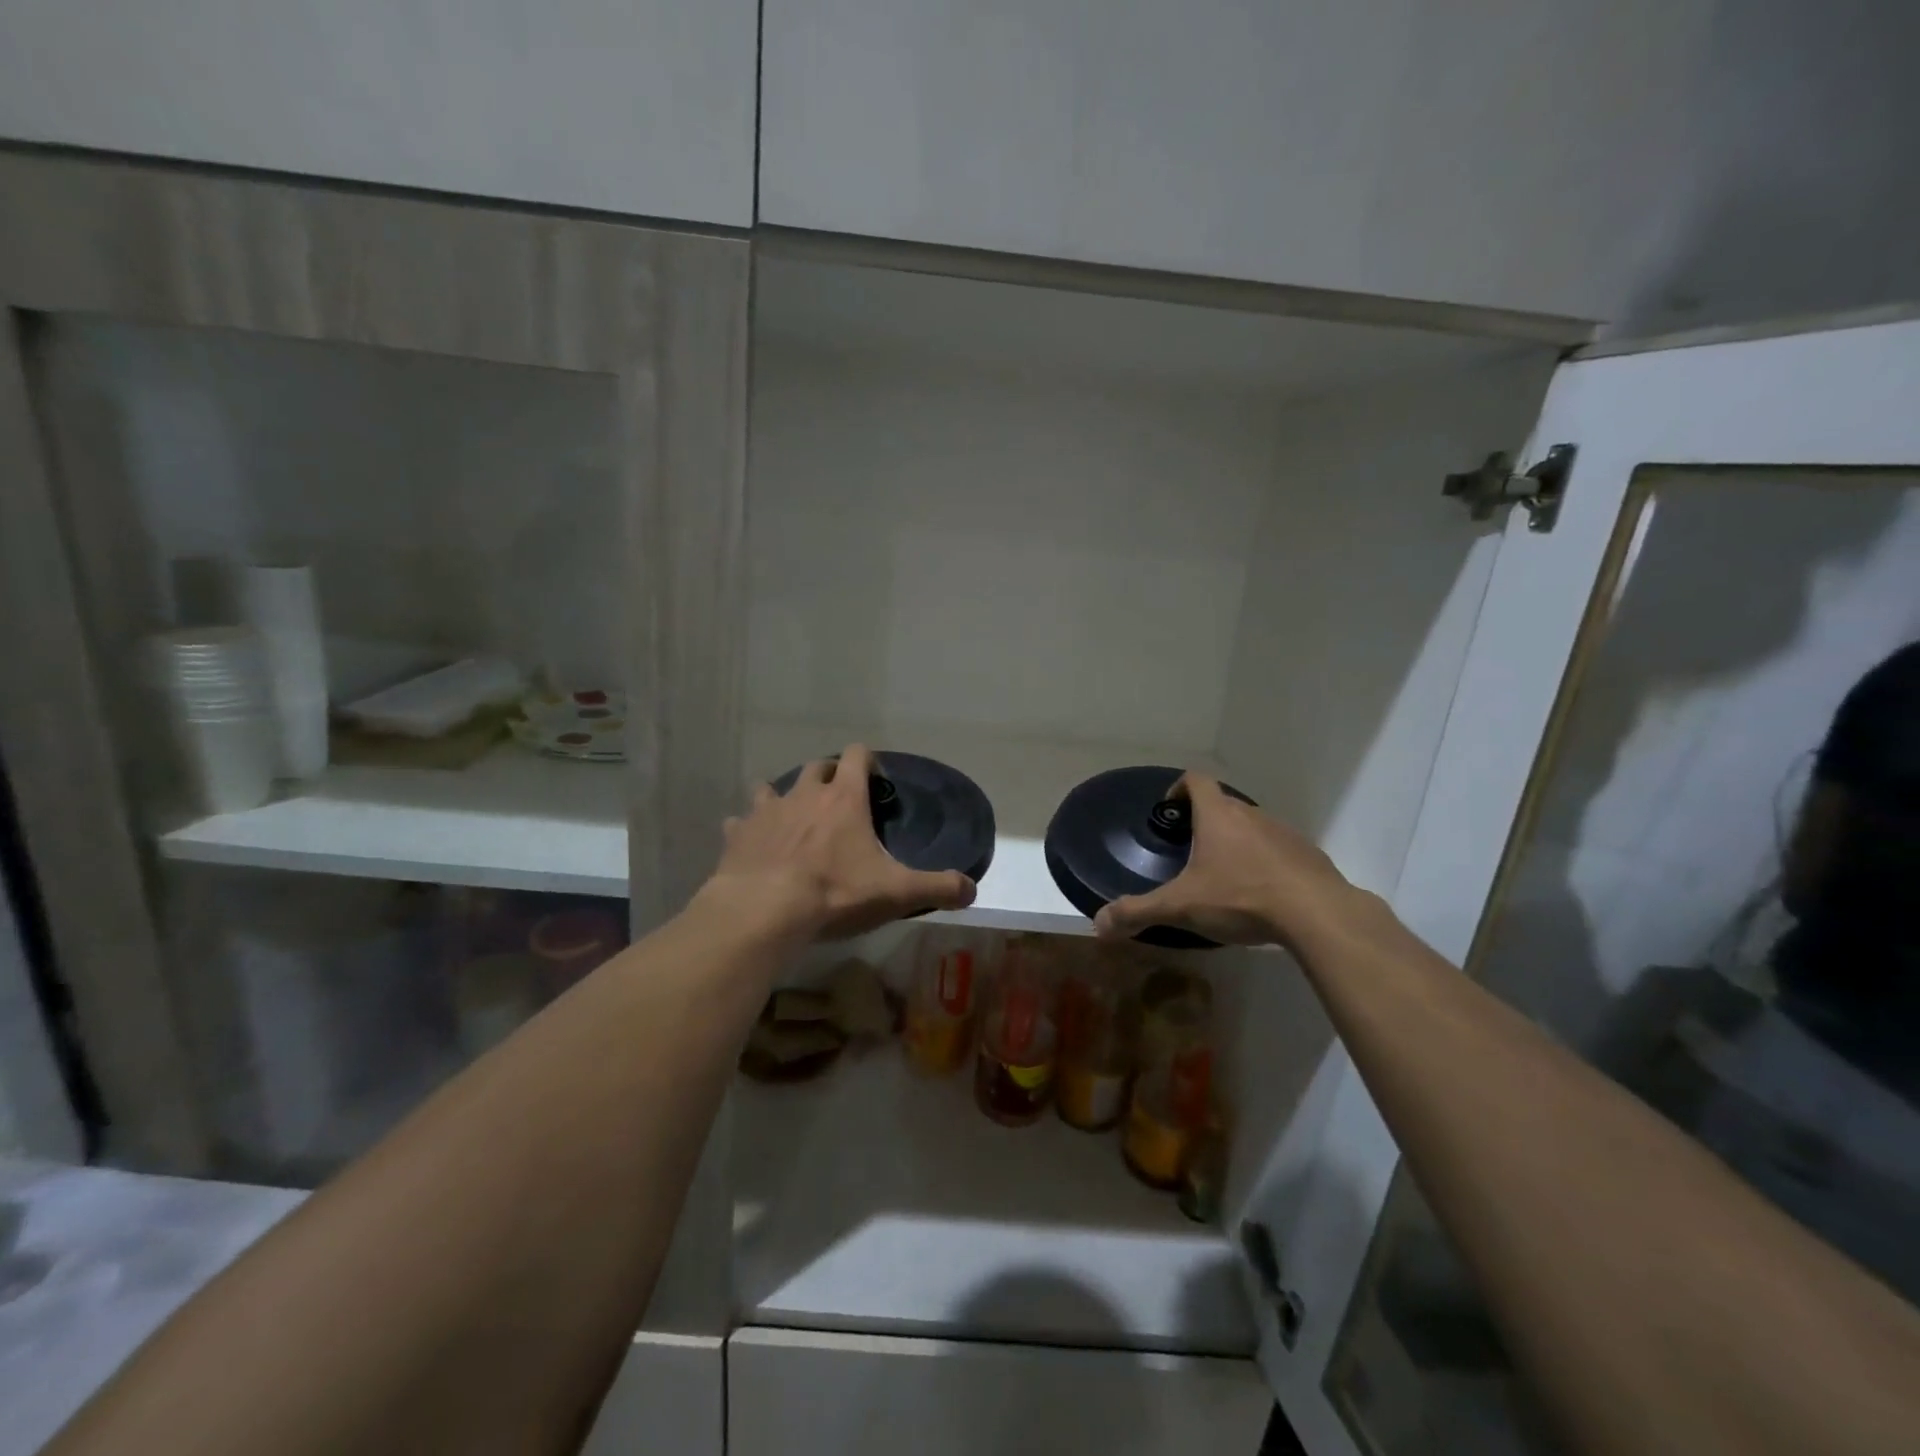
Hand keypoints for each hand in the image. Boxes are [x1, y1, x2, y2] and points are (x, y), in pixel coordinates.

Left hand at [704, 744, 977, 940]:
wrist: (763, 911)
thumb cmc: (834, 893)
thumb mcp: (896, 893)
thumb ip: (938, 888)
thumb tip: (972, 889)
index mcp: (843, 798)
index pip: (856, 755)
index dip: (867, 761)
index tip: (874, 780)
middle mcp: (804, 794)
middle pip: (815, 767)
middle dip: (827, 777)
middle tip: (838, 804)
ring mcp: (767, 811)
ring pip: (772, 787)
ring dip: (783, 797)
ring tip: (792, 820)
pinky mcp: (738, 834)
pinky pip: (740, 822)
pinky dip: (748, 829)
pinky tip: (754, 846)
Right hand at [1093, 774, 1361, 949]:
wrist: (1317, 913)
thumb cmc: (1241, 897)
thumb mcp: (1181, 907)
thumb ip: (1138, 912)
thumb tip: (1097, 924)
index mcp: (1218, 816)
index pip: (1196, 780)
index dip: (1179, 788)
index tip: (1170, 809)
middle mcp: (1251, 815)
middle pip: (1223, 804)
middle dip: (1204, 821)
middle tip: (1190, 851)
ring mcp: (1284, 833)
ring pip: (1252, 827)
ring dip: (1236, 842)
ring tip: (1225, 876)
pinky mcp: (1308, 855)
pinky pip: (1279, 850)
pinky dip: (1265, 863)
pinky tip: (1262, 894)